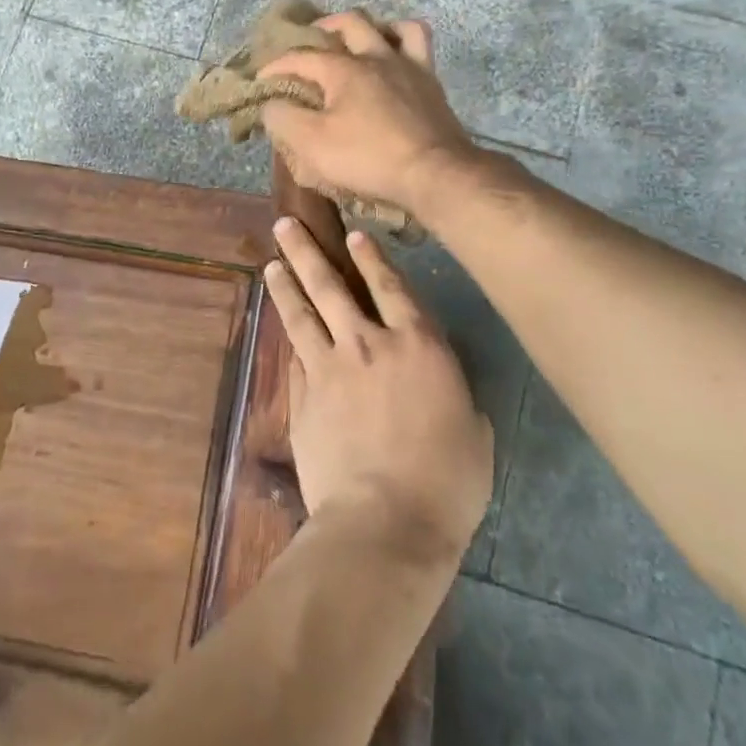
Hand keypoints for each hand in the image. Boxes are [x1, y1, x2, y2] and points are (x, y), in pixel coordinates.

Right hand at [260, 14, 477, 215]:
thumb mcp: (312, 144)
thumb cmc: (368, 158)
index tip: (260, 82)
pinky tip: (395, 55)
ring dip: (370, 27)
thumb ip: (284, 119)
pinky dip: (403, 40)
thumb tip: (271, 104)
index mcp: (344, 68)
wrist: (434, 173)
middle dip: (322, 27)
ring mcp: (408, 66)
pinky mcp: (431, 82)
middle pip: (348, 23)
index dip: (275, 67)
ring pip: (390, 26)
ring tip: (357, 41)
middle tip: (308, 41)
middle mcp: (376, 56)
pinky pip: (420, 45)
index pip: (300, 57)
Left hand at [265, 219, 492, 562]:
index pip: (392, 287)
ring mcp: (330, 368)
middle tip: (286, 224)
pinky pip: (296, 357)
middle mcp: (370, 344)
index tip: (352, 235)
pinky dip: (289, 338)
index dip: (372, 258)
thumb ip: (455, 398)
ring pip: (302, 313)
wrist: (384, 521)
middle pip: (332, 285)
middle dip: (308, 251)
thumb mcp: (474, 434)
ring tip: (271, 262)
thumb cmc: (446, 482)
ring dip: (286, 284)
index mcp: (420, 346)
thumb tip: (444, 392)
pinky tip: (282, 326)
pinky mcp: (303, 397)